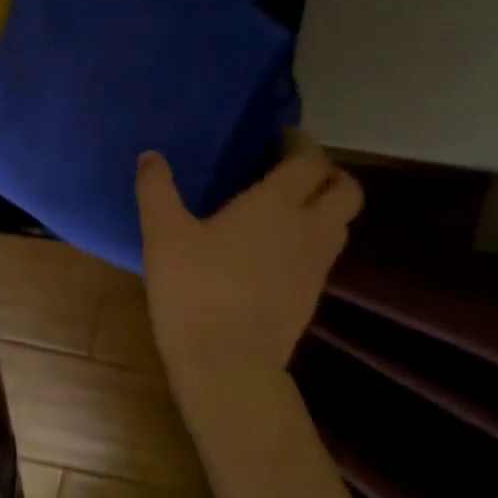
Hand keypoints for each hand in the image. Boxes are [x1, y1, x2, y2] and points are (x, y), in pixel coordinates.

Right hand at [136, 134, 361, 388]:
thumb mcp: (163, 234)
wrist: (228, 362)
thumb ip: (157, 190)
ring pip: (341, 223)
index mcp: (277, 205)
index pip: (309, 160)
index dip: (300, 143)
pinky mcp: (311, 295)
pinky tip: (273, 248)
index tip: (281, 135)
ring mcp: (316, 265)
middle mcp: (309, 228)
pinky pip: (323, 252)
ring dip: (323, 205)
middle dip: (326, 172)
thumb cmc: (194, 288)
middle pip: (346, 189)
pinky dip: (311, 237)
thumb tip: (151, 156)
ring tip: (285, 206)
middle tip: (292, 169)